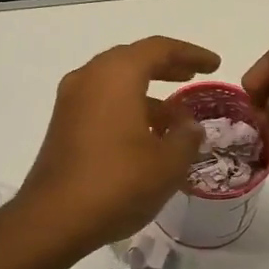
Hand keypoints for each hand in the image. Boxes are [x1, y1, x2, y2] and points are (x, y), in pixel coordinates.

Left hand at [15, 36, 219, 253]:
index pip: (159, 49)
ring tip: (176, 116)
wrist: (54, 218)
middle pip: (134, 59)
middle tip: (193, 76)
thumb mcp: (168, 162)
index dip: (191, 54)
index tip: (214, 64)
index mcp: (116, 74)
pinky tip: (147, 135)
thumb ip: (187, 136)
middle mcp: (90, 78)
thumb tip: (188, 125)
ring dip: (147, 91)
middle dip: (166, 67)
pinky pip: (102, 102)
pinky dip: (127, 107)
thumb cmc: (118, 182)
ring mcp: (72, 101)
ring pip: (116, 82)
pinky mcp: (63, 124)